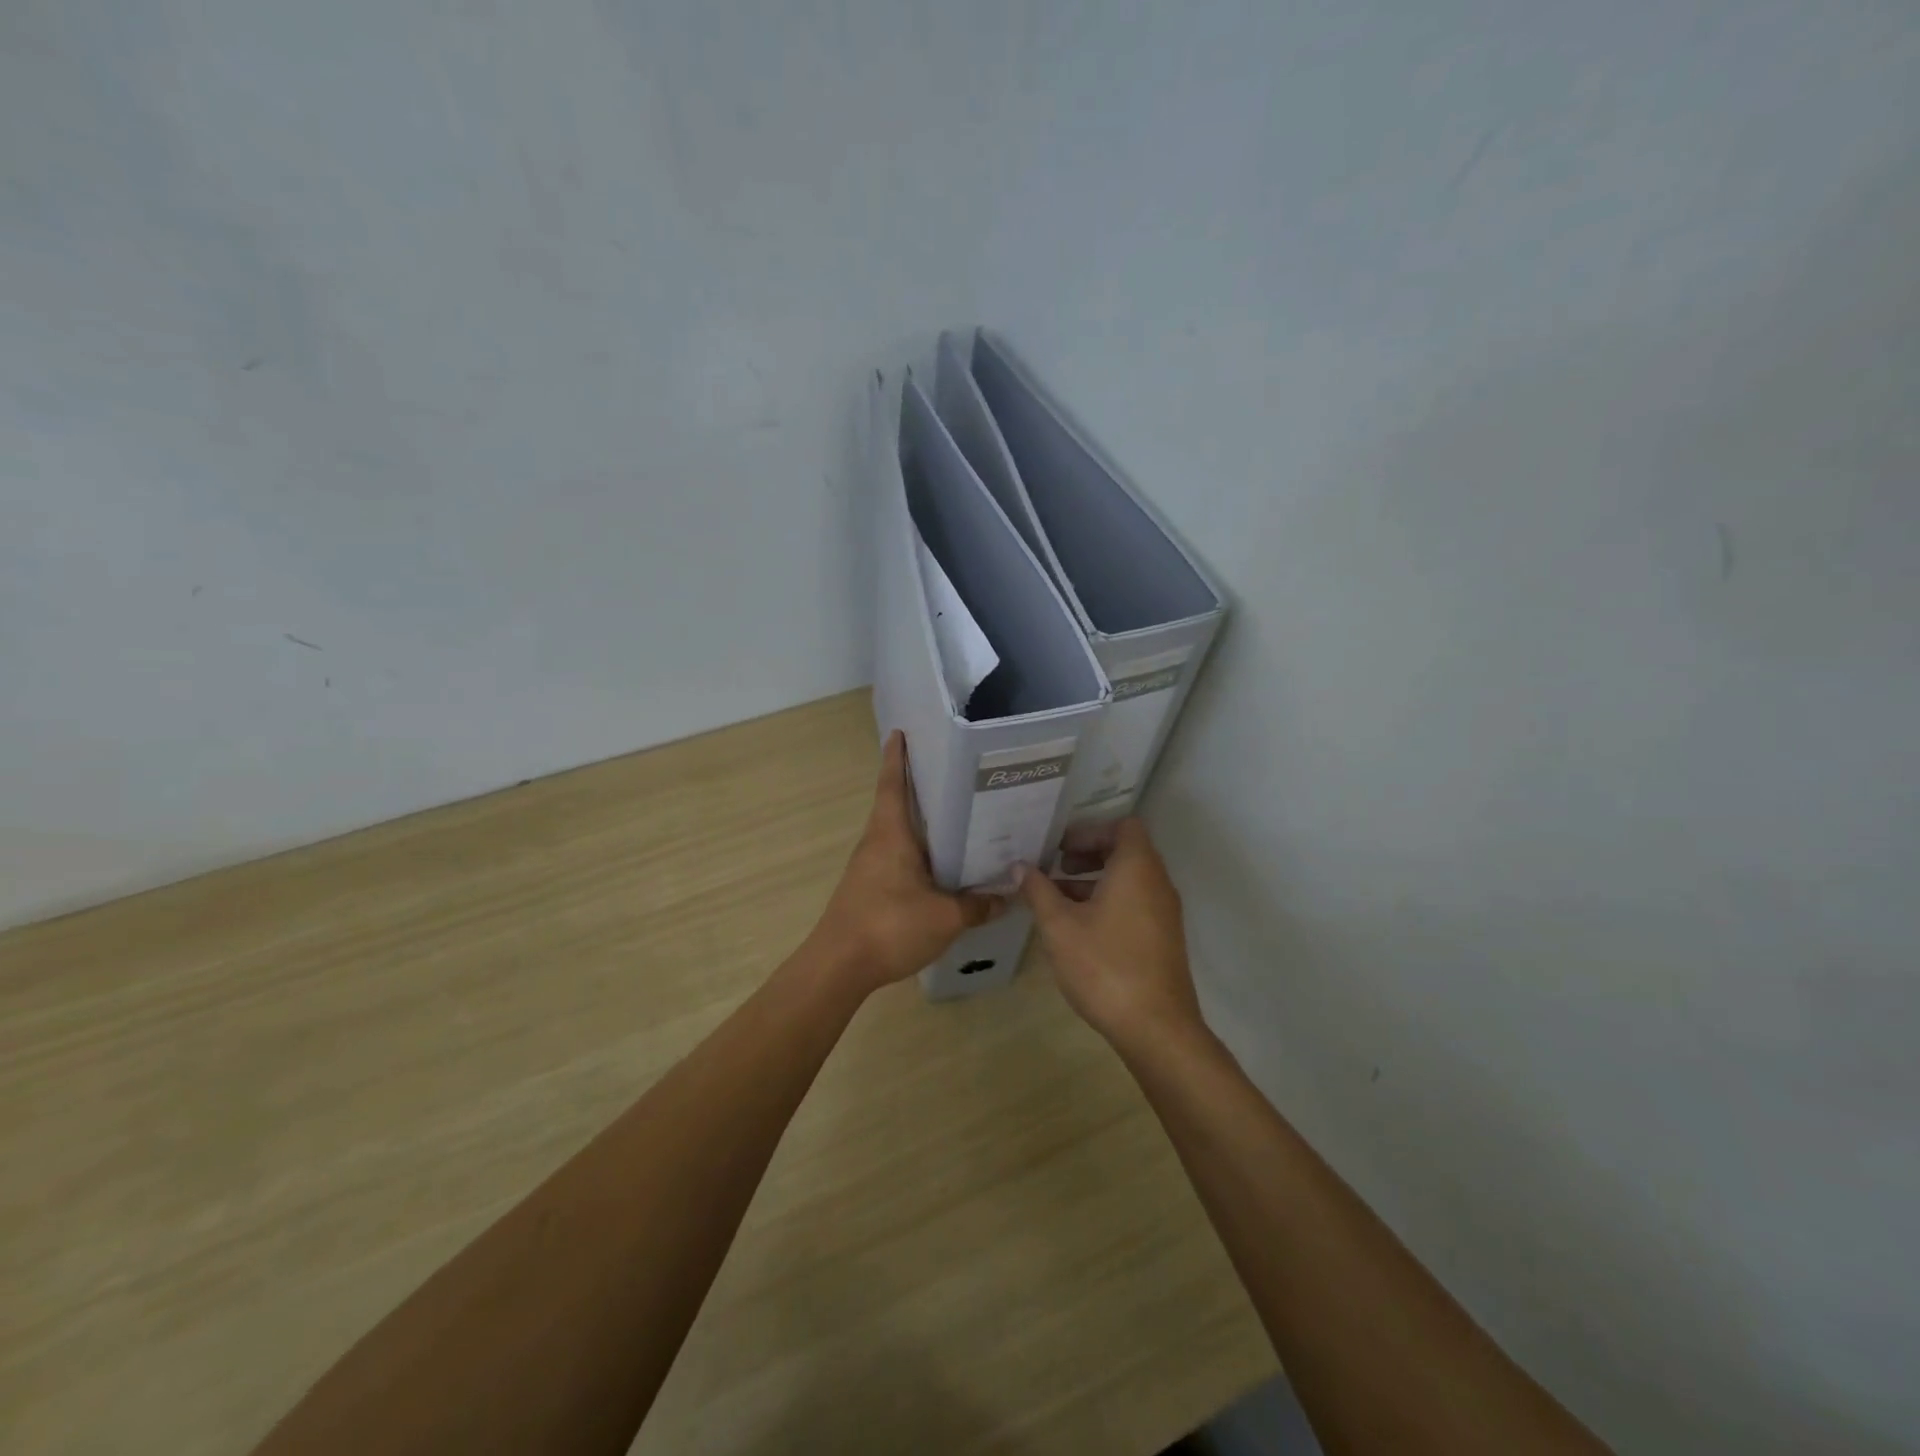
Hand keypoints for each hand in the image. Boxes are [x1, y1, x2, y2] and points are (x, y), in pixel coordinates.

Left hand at [807, 732, 1006, 995]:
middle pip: (896, 803)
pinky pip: (897, 856)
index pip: (892, 784)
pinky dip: (917, 849)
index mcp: (891, 834)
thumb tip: (1007, 896)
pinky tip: (940, 863)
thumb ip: (977, 905)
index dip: (896, 757)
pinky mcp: (869, 887)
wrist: (838, 966)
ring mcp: (869, 866)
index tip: (900, 732)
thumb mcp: (945, 917)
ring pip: (897, 832)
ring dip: (919, 820)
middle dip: (917, 785)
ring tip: (955, 814)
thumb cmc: (889, 926)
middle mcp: (877, 842)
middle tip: (951, 772)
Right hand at [1020, 818, 1202, 1050]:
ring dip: (1094, 881)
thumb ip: (1038, 891)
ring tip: (1057, 898)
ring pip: (1128, 880)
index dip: (1089, 831)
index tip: (1060, 847)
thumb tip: (1020, 866)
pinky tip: (1078, 927)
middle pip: (1125, 851)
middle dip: (1087, 855)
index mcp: (1137, 868)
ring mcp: (1164, 913)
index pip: (1122, 826)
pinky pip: (1135, 903)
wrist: (1156, 1028)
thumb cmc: (1104, 966)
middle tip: (1054, 868)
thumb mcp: (1059, 926)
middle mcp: (1157, 883)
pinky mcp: (1163, 938)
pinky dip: (1108, 902)